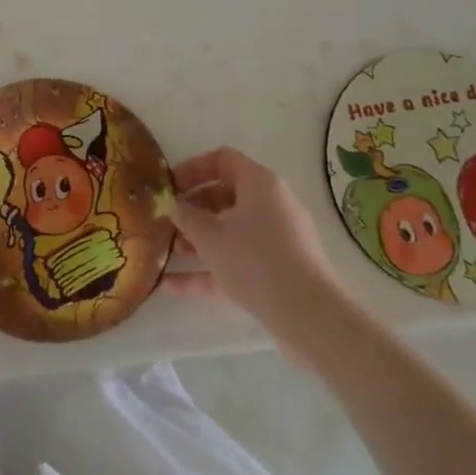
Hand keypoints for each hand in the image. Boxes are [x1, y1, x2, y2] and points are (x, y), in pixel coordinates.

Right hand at [165, 146, 338, 347]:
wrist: (308, 314)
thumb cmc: (254, 259)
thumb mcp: (209, 235)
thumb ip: (186, 216)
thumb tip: (174, 206)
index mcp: (259, 183)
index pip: (222, 160)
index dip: (192, 168)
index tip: (169, 187)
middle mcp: (271, 205)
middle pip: (225, 197)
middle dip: (193, 210)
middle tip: (168, 222)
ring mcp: (277, 240)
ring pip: (230, 232)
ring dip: (198, 241)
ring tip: (168, 254)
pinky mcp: (278, 272)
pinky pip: (237, 262)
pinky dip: (209, 271)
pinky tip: (172, 287)